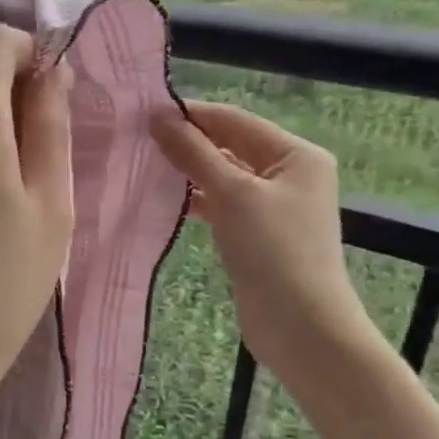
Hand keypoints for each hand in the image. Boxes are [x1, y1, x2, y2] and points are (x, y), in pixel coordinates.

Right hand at [151, 100, 371, 376]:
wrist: (301, 326)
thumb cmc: (274, 250)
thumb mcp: (232, 194)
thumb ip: (194, 153)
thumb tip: (158, 117)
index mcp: (296, 154)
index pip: (235, 120)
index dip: (191, 114)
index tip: (144, 113)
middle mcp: (288, 173)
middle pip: (229, 145)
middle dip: (187, 142)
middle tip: (137, 139)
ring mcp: (273, 205)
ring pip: (223, 175)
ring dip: (188, 171)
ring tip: (143, 165)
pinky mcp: (257, 233)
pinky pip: (222, 203)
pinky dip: (196, 199)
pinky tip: (165, 199)